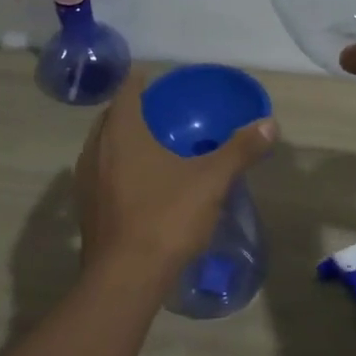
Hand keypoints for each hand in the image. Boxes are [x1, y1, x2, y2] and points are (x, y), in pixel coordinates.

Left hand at [74, 74, 277, 279]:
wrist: (126, 278)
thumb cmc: (166, 218)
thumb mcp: (211, 181)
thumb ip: (240, 150)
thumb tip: (269, 123)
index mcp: (122, 135)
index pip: (126, 95)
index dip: (138, 83)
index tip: (149, 76)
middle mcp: (96, 152)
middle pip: (109, 120)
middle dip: (128, 111)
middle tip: (153, 110)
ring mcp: (86, 183)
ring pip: (100, 149)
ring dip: (119, 141)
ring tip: (146, 144)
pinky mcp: (87, 211)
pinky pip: (100, 175)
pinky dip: (116, 168)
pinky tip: (138, 184)